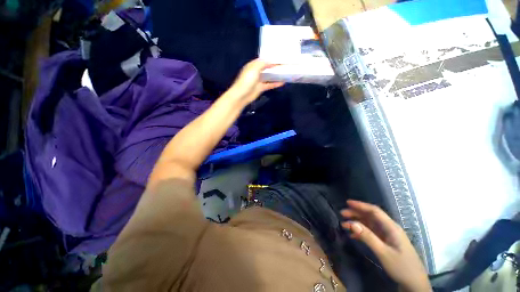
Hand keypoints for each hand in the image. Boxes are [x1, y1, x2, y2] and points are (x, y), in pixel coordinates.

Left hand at [227, 59, 283, 104]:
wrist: (242, 95)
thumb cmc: (247, 80)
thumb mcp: (254, 68)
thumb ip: (262, 63)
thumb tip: (271, 61)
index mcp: (253, 66)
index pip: (263, 60)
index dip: (270, 59)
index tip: (279, 58)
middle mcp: (256, 72)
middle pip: (266, 68)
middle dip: (274, 67)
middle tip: (284, 65)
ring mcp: (259, 81)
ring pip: (269, 76)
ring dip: (275, 75)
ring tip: (284, 73)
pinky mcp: (261, 88)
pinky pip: (269, 85)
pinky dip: (275, 84)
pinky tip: (282, 82)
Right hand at [341, 200, 430, 291]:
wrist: (415, 284)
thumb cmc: (401, 267)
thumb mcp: (384, 253)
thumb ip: (368, 237)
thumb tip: (351, 223)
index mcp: (392, 228)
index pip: (375, 211)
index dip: (361, 205)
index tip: (347, 202)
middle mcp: (390, 229)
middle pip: (371, 216)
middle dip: (356, 213)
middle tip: (342, 214)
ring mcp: (388, 236)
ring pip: (370, 224)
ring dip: (357, 222)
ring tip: (345, 224)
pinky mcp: (386, 242)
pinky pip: (372, 233)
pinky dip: (362, 232)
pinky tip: (353, 235)